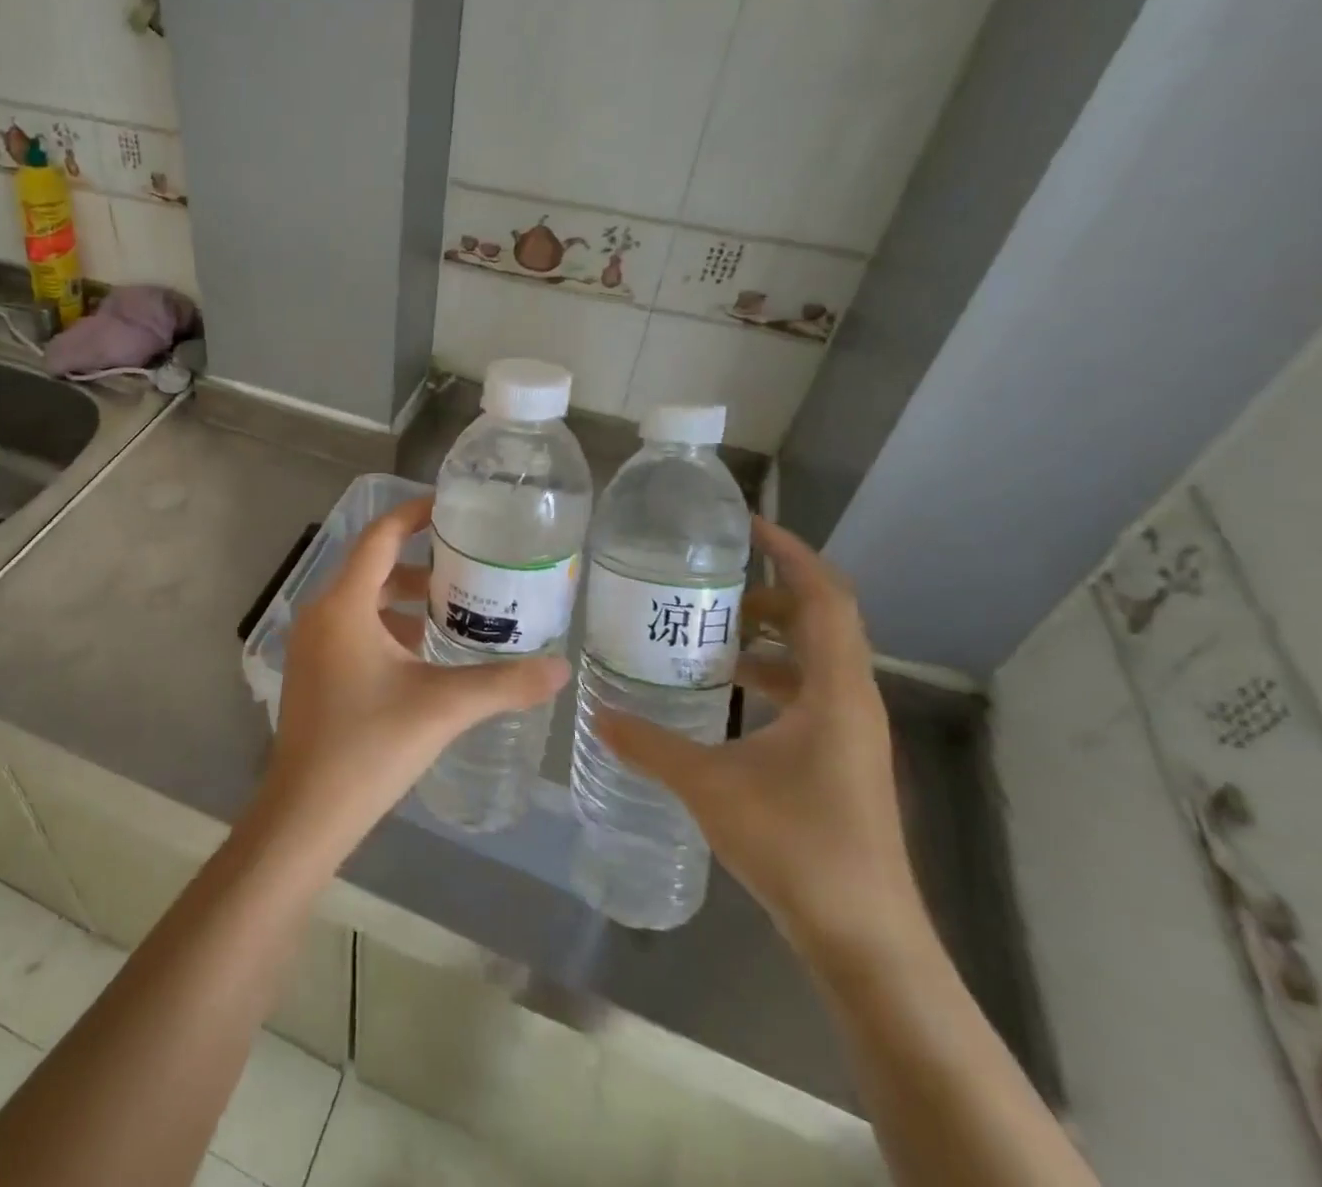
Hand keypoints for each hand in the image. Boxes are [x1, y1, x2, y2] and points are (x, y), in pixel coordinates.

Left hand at [259, 496, 568, 855]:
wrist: (305, 813)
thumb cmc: (369, 747)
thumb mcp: (442, 707)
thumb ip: (504, 684)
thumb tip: (562, 668)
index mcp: (344, 604)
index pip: (380, 537)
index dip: (415, 514)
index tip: (454, 508)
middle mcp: (321, 613)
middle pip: (373, 568)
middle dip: (421, 564)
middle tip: (471, 566)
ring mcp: (312, 644)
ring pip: (363, 601)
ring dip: (405, 599)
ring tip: (456, 609)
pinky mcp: (313, 670)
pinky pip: (353, 629)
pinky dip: (388, 627)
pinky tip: (423, 654)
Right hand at [594, 517, 925, 959]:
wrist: (865, 938)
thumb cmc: (797, 847)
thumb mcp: (709, 786)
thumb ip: (649, 744)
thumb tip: (596, 712)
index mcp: (834, 691)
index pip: (824, 596)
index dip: (790, 552)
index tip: (744, 524)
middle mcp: (851, 700)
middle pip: (821, 619)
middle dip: (768, 591)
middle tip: (708, 582)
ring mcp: (850, 731)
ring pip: (814, 657)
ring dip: (768, 635)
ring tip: (708, 630)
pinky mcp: (840, 757)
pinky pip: (807, 691)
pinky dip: (769, 675)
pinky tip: (724, 692)